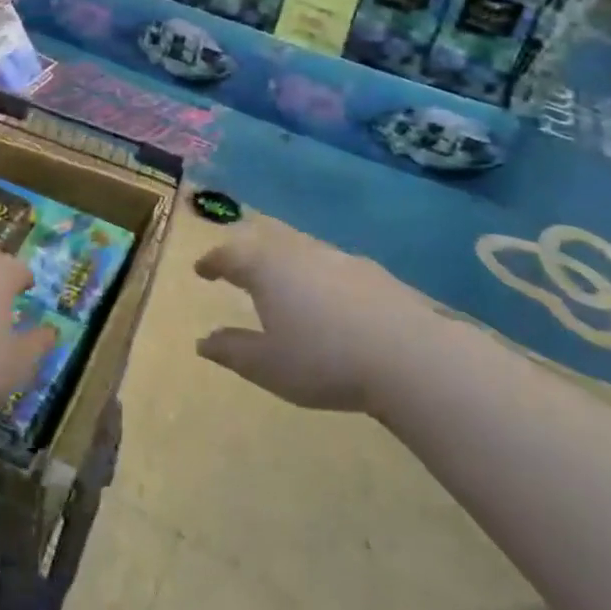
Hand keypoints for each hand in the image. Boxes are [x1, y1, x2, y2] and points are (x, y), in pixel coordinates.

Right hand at [195, 226, 411, 413]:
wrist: (409, 356)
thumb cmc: (323, 360)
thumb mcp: (267, 366)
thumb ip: (232, 350)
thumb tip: (204, 341)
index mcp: (266, 269)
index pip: (229, 255)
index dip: (213, 262)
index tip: (202, 270)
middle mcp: (299, 252)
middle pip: (265, 243)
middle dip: (248, 254)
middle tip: (238, 269)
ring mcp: (339, 258)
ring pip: (301, 251)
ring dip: (285, 263)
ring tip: (282, 284)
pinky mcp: (373, 273)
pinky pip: (333, 267)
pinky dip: (319, 277)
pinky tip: (330, 299)